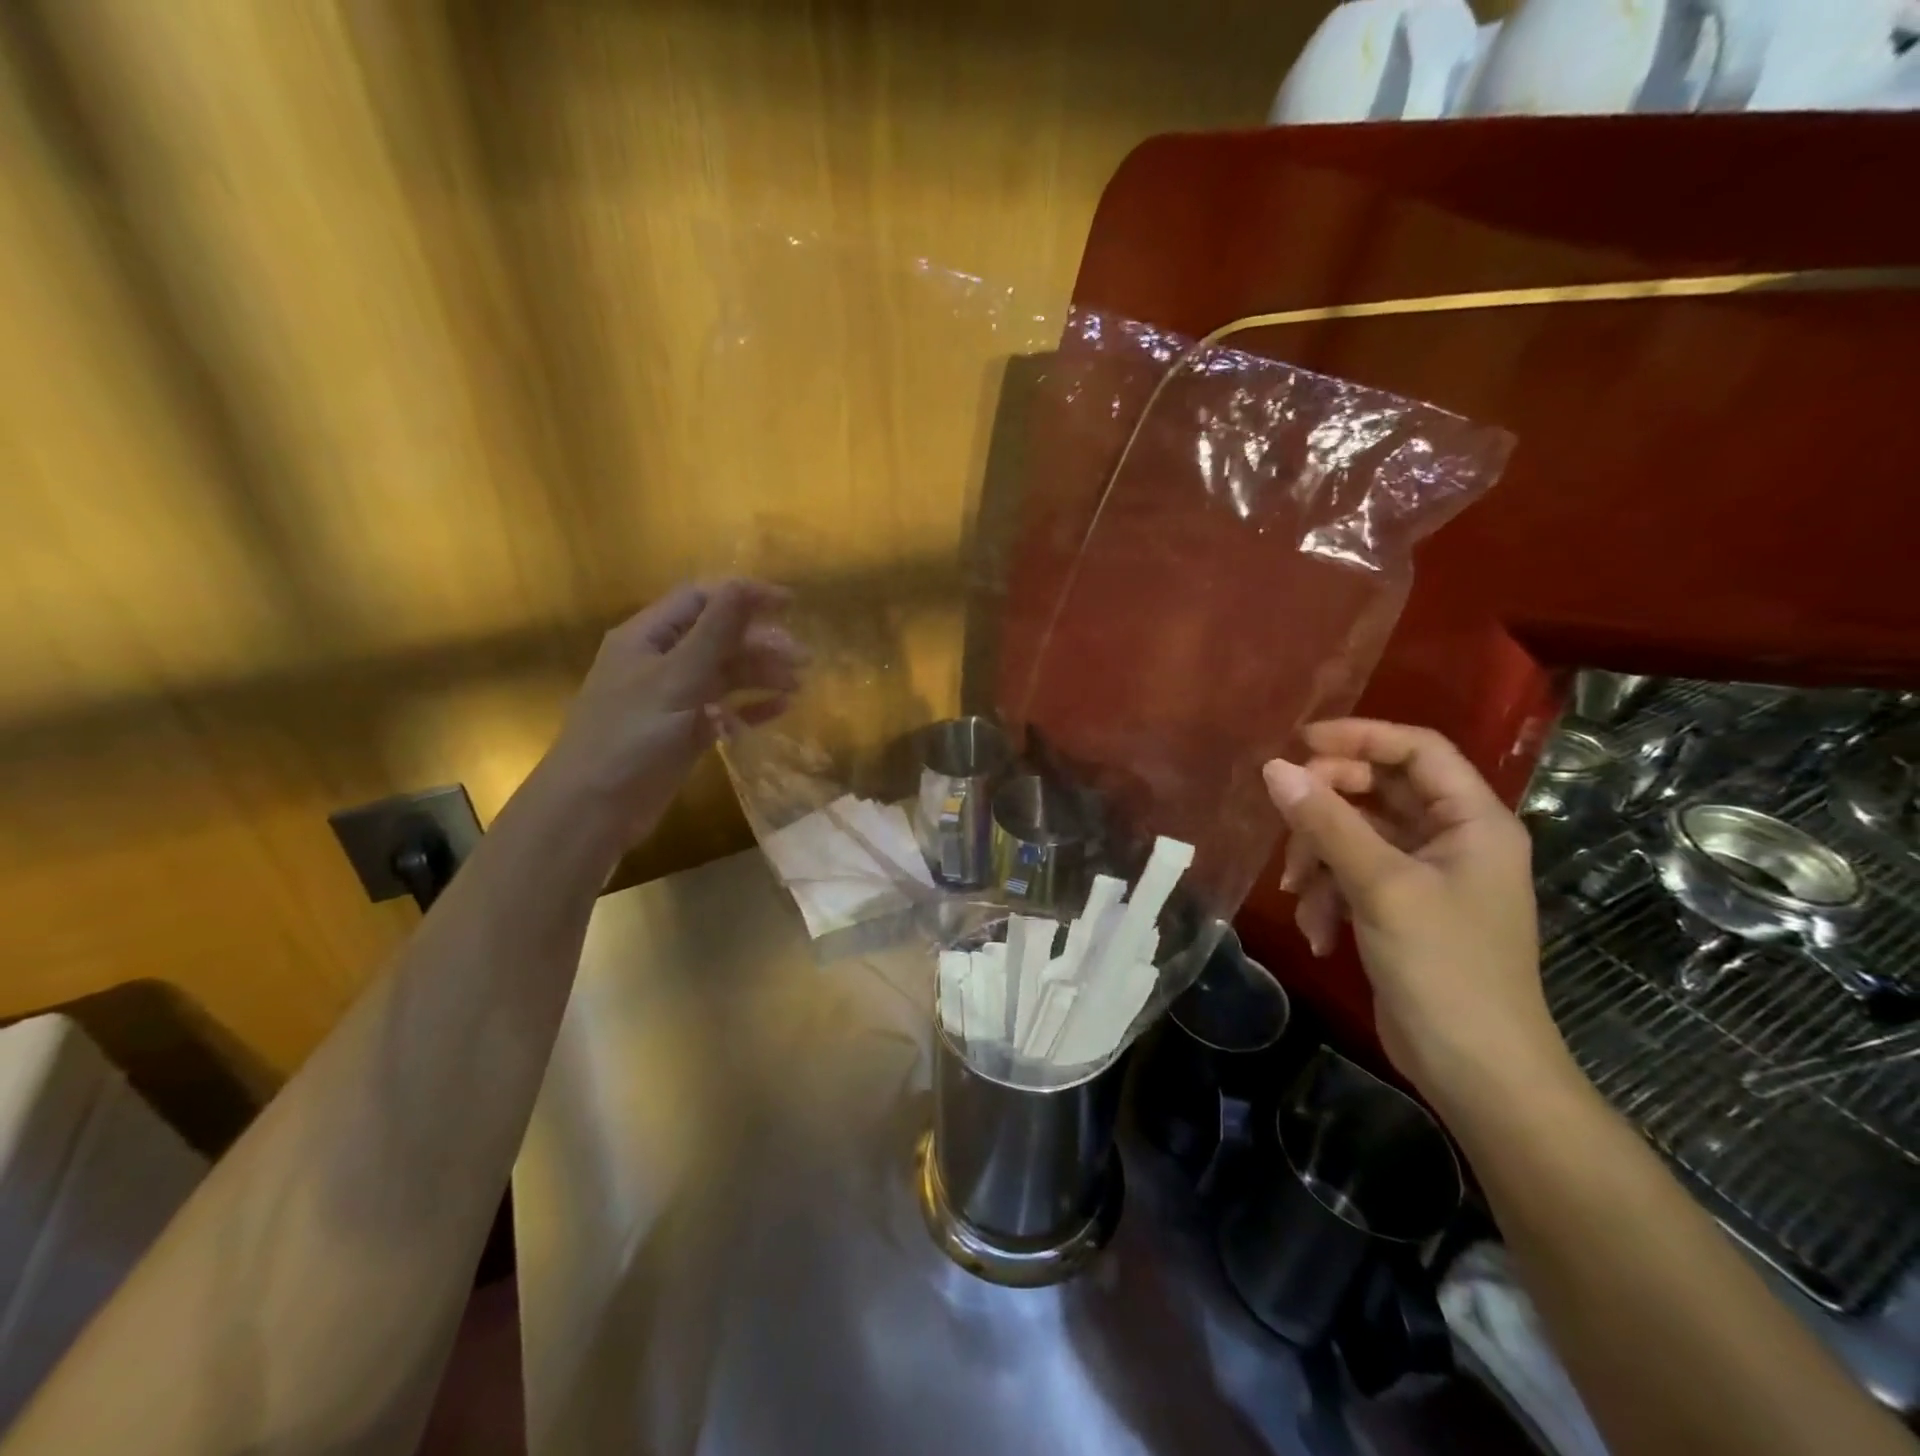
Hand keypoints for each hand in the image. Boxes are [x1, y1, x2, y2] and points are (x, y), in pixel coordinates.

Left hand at [545, 580, 802, 845]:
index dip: (744, 596)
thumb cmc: (630, 736)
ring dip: (760, 674)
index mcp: (647, 637)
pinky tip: (780, 709)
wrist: (593, 809)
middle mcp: (660, 662)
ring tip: (798, 685)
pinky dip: (750, 707)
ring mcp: (672, 699)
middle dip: (760, 642)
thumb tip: (746, 583)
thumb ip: (715, 631)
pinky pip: (724, 709)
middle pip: (717, 638)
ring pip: (724, 674)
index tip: (790, 605)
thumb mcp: (677, 677)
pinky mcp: (683, 732)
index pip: (701, 600)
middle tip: (802, 658)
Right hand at [1262, 720, 1571, 1113]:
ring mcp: (1426, 876)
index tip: (1298, 744)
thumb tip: (1274, 768)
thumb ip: (1327, 823)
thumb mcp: (1380, 886)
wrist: (1476, 1071)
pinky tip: (1319, 933)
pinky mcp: (1401, 908)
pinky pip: (1352, 877)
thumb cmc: (1444, 967)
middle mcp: (1452, 839)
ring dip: (1318, 863)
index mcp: (1471, 820)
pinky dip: (1328, 897)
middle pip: (1376, 792)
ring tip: (1300, 899)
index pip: (1416, 749)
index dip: (1359, 737)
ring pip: (1354, 836)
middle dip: (1325, 812)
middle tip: (1287, 827)